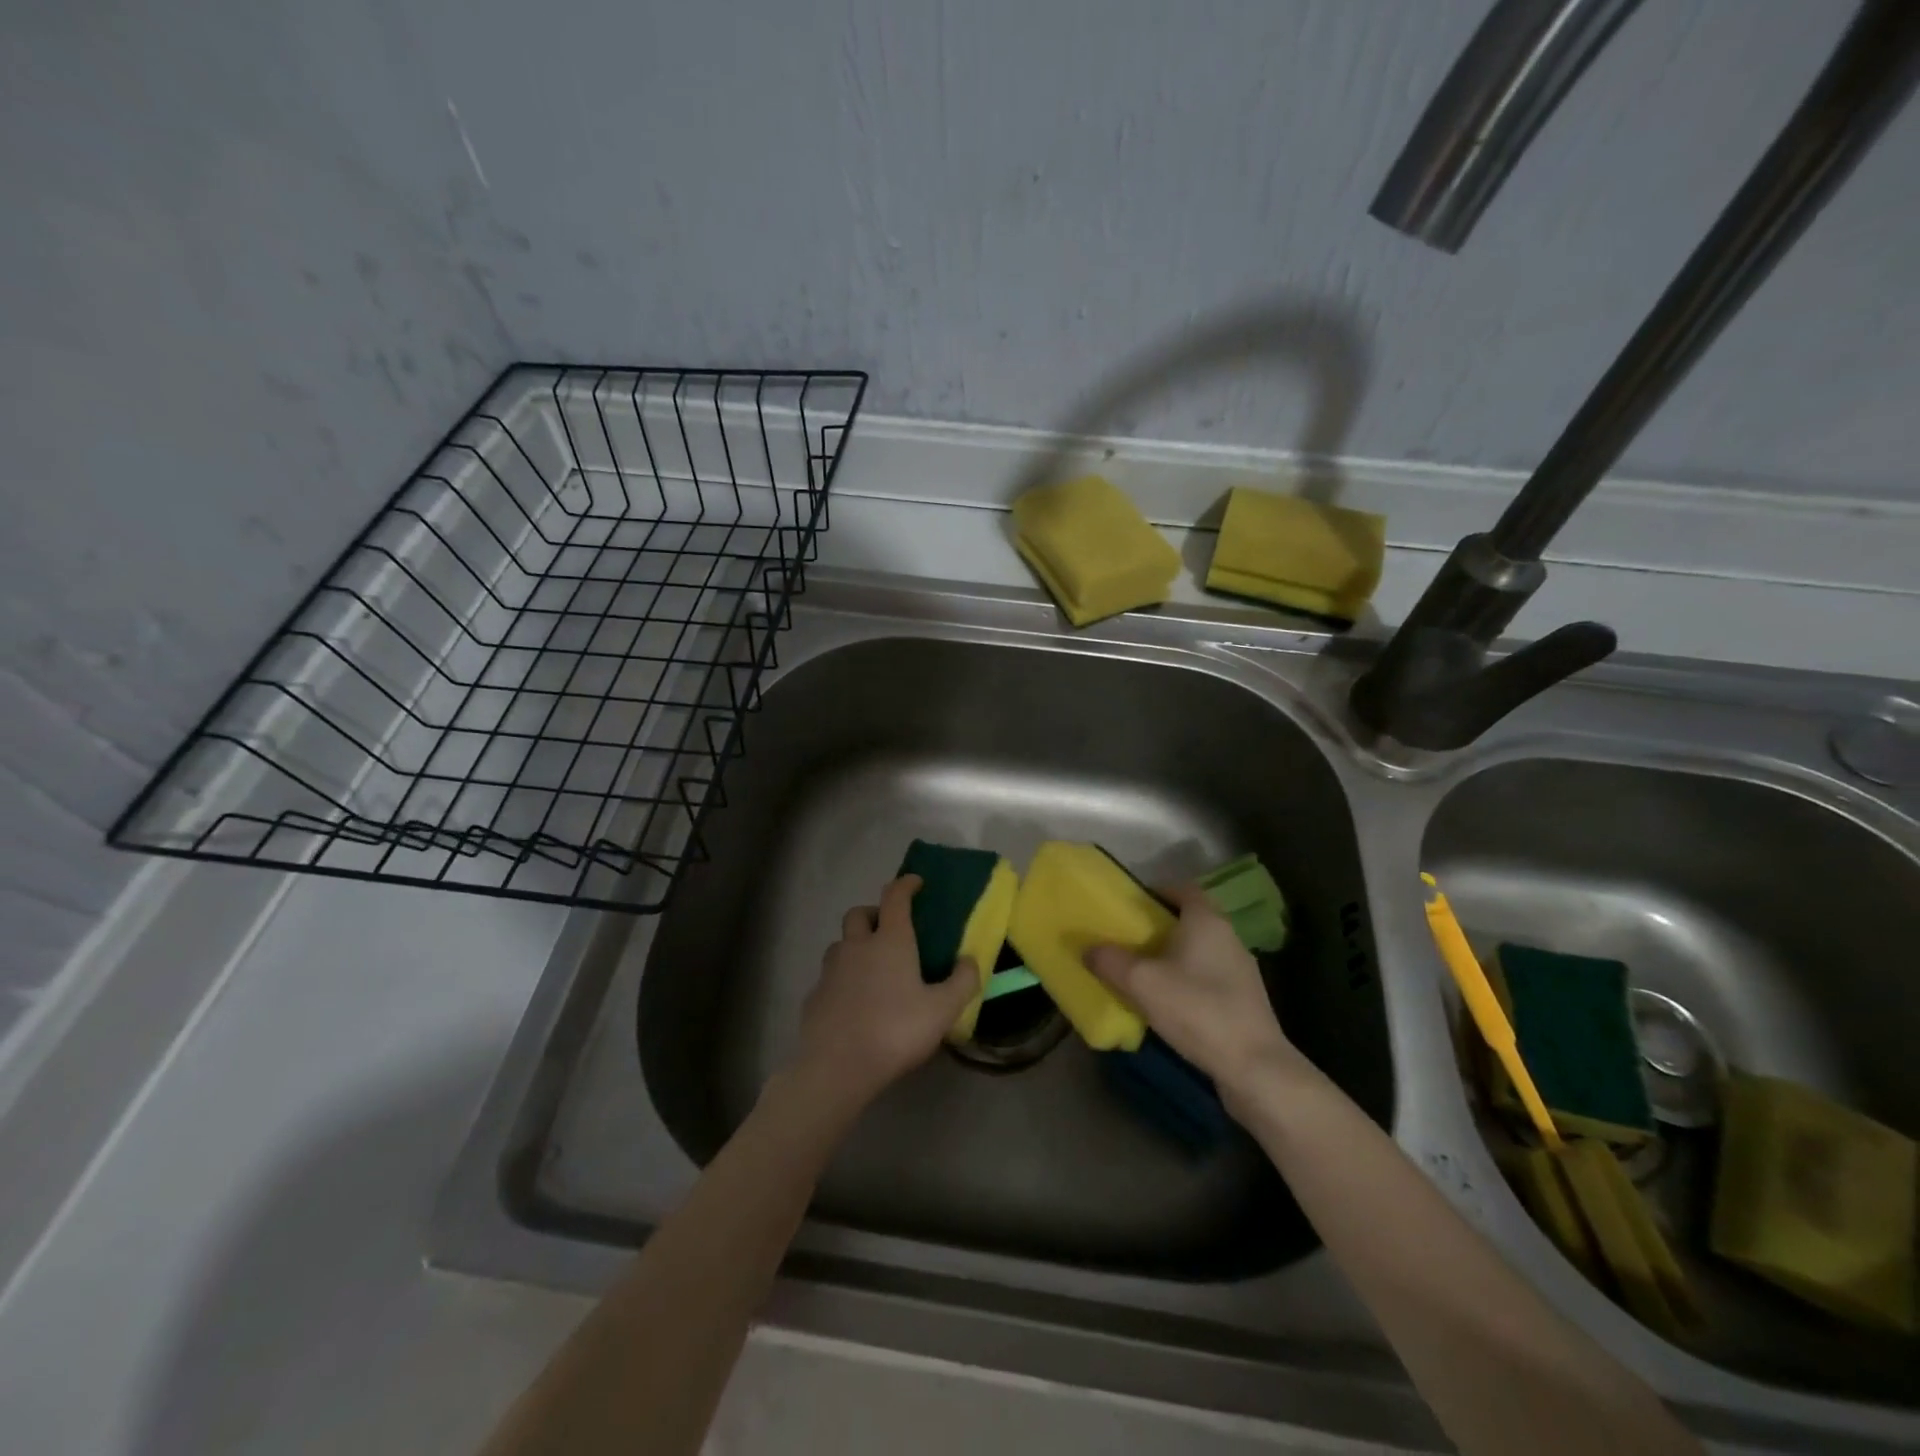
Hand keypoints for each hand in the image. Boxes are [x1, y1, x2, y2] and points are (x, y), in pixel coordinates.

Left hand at [788, 875, 978, 1113]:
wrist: (837, 1067)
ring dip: (855, 945)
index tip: (916, 882)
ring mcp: (830, 970)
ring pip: (840, 943)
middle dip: (874, 913)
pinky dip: (842, 978)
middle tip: (890, 929)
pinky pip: (829, 976)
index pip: (895, 897)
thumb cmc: (895, 1031)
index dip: (906, 885)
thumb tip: (970, 960)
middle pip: (859, 913)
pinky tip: (854, 1001)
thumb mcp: (942, 1011)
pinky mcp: (814, 996)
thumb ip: (962, 982)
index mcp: (889, 941)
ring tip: (872, 967)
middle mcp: (856, 946)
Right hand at [1083, 885, 1306, 1098]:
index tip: (1131, 906)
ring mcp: (1240, 970)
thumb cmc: (1197, 1009)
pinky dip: (1188, 982)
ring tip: (1143, 974)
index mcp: (1206, 920)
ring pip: (1200, 951)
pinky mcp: (1244, 1000)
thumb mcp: (1141, 983)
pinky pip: (1209, 978)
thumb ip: (1110, 961)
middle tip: (1128, 940)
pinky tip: (1169, 1004)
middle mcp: (1228, 936)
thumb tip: (1088, 949)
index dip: (1157, 892)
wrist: (1254, 1067)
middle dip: (1160, 927)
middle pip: (1190, 919)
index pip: (1183, 888)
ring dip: (1173, 957)